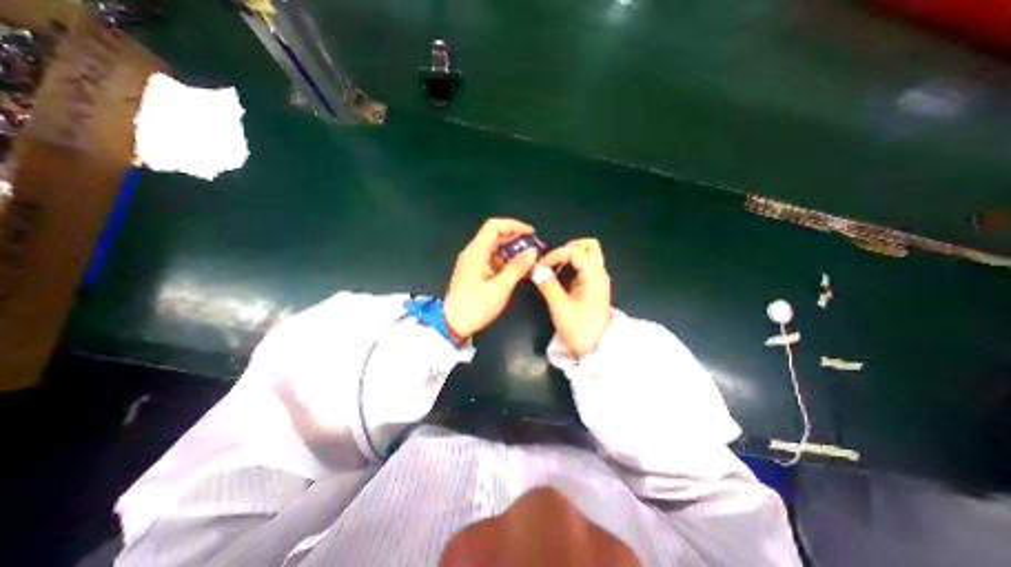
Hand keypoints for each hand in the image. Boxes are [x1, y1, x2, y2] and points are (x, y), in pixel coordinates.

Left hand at [441, 218, 536, 338]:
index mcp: (475, 252)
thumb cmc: (475, 307)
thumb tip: (532, 252)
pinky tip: (520, 271)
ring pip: (496, 249)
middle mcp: (473, 254)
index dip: (514, 226)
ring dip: (513, 252)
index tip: (531, 233)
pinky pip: (493, 261)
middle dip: (517, 240)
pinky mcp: (475, 273)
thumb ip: (517, 268)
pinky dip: (507, 263)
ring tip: (531, 261)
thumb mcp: (499, 288)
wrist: (453, 325)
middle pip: (496, 236)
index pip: (494, 226)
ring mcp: (473, 263)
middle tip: (535, 249)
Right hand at [533, 238, 610, 356]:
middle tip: (551, 259)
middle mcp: (599, 274)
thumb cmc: (580, 330)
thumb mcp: (560, 308)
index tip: (541, 266)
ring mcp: (597, 280)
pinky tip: (558, 276)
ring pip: (588, 255)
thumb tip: (536, 269)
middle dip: (568, 248)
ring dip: (569, 256)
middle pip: (589, 246)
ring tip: (552, 267)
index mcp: (594, 276)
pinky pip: (584, 267)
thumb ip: (548, 285)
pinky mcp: (593, 288)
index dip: (556, 254)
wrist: (596, 350)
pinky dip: (571, 266)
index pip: (576, 251)